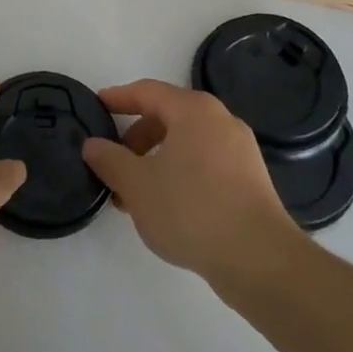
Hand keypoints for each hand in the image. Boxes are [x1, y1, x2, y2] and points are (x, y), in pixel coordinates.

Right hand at [83, 79, 302, 287]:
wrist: (260, 259)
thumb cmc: (191, 209)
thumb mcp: (137, 185)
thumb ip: (109, 160)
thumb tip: (92, 145)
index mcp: (193, 110)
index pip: (147, 92)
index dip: (118, 98)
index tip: (96, 106)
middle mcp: (220, 120)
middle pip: (168, 117)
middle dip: (135, 139)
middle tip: (114, 163)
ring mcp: (240, 150)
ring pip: (186, 143)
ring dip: (155, 161)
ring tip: (135, 195)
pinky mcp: (251, 180)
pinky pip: (205, 164)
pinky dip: (179, 174)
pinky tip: (166, 207)